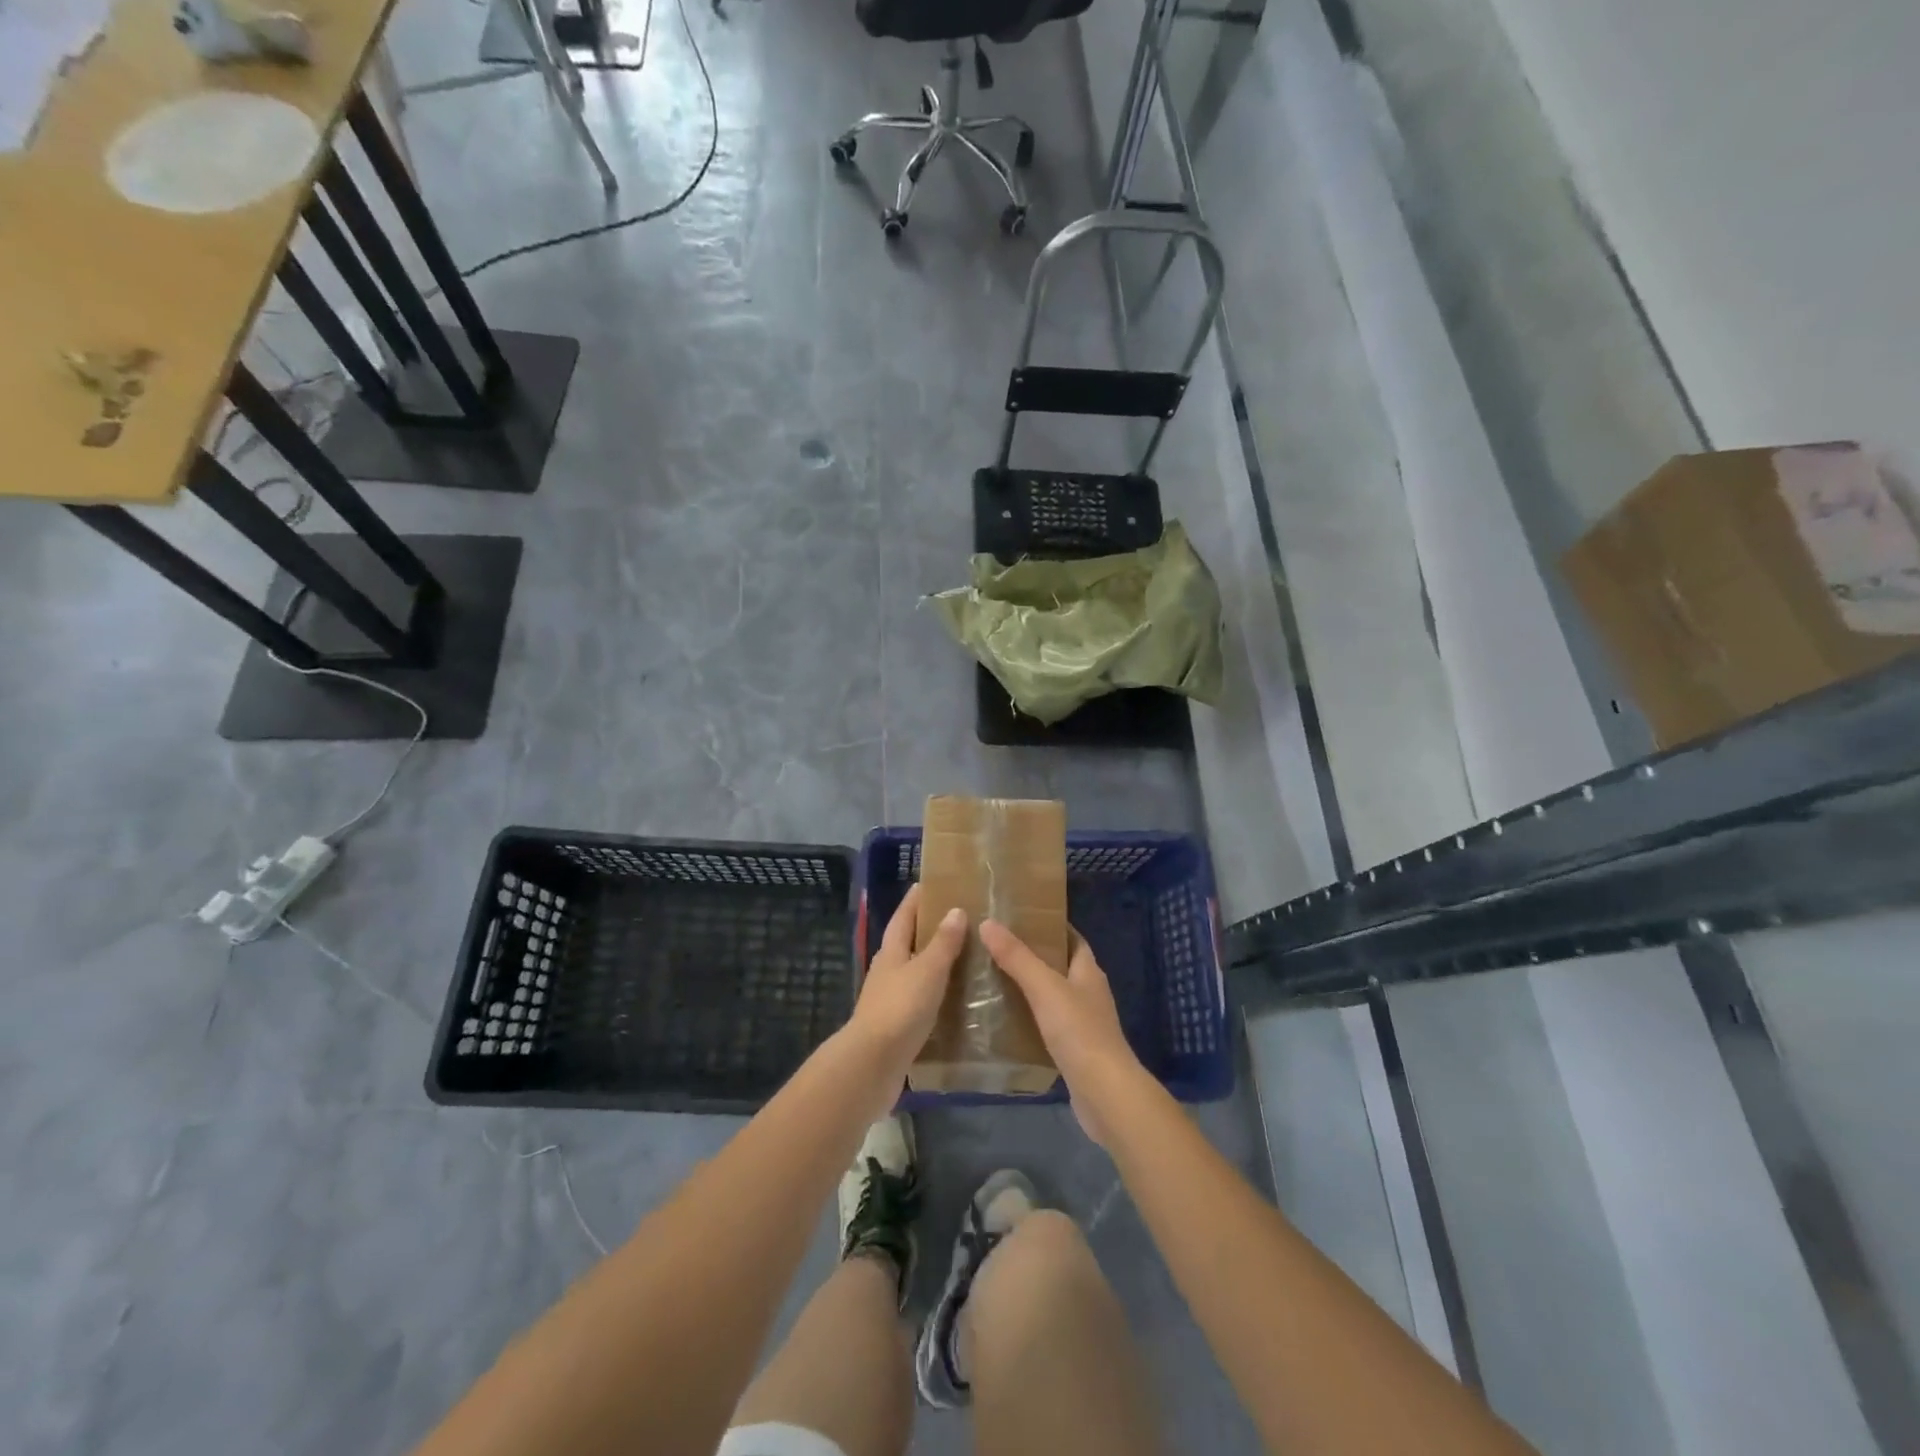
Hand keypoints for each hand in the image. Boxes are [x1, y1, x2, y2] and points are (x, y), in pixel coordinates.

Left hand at [850, 885, 966, 1082]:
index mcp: (892, 952)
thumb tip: (955, 909)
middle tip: (954, 919)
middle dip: (925, 930)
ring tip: (959, 958)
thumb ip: (943, 943)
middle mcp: (886, 971)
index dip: (914, 901)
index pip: (903, 917)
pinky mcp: (894, 1026)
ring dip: (930, 963)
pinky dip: (932, 993)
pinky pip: (917, 1000)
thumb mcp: (928, 970)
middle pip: (905, 943)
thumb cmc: (901, 1008)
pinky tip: (950, 999)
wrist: (872, 1063)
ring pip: (911, 972)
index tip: (928, 884)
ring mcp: (888, 1000)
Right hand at [979, 920, 1147, 1146]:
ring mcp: (1085, 1024)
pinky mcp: (1076, 1051)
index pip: (1072, 939)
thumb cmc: (1079, 1031)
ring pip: (1054, 997)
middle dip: (1035, 956)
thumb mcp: (1044, 987)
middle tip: (999, 947)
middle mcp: (1090, 993)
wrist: (1104, 1093)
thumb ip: (1017, 957)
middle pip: (1062, 966)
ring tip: (995, 980)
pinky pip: (1050, 1025)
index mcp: (1088, 972)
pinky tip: (1007, 1021)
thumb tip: (988, 923)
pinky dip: (1031, 1019)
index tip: (1022, 918)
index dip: (1051, 927)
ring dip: (1031, 989)